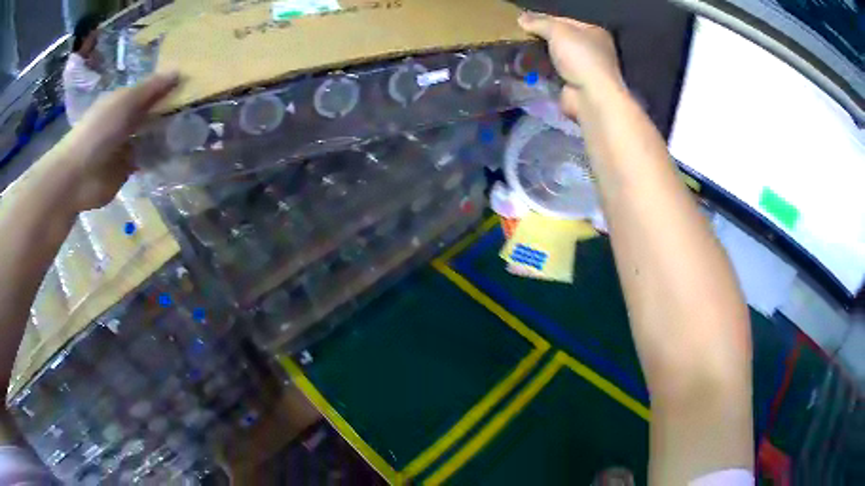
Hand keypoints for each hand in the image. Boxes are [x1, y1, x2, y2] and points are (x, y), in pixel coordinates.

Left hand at [50, 72, 179, 211]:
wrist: (79, 176)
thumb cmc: (99, 130)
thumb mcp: (126, 101)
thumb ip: (151, 88)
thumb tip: (179, 71)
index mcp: (123, 100)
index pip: (149, 90)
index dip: (168, 87)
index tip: (192, 85)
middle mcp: (125, 120)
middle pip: (151, 113)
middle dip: (170, 111)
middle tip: (197, 110)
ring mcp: (126, 145)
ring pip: (151, 136)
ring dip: (167, 134)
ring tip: (193, 131)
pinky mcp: (128, 169)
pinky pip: (147, 160)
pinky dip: (160, 157)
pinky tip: (178, 153)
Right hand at [518, 12, 623, 116]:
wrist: (590, 97)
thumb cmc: (580, 57)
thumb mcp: (557, 31)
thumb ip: (539, 22)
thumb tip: (522, 18)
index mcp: (594, 33)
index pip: (565, 21)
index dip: (544, 20)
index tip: (524, 23)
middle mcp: (594, 50)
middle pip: (561, 40)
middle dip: (542, 40)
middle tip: (520, 39)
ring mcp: (585, 70)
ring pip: (557, 58)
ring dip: (541, 57)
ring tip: (520, 54)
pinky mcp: (575, 87)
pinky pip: (554, 75)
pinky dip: (542, 74)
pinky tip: (528, 71)